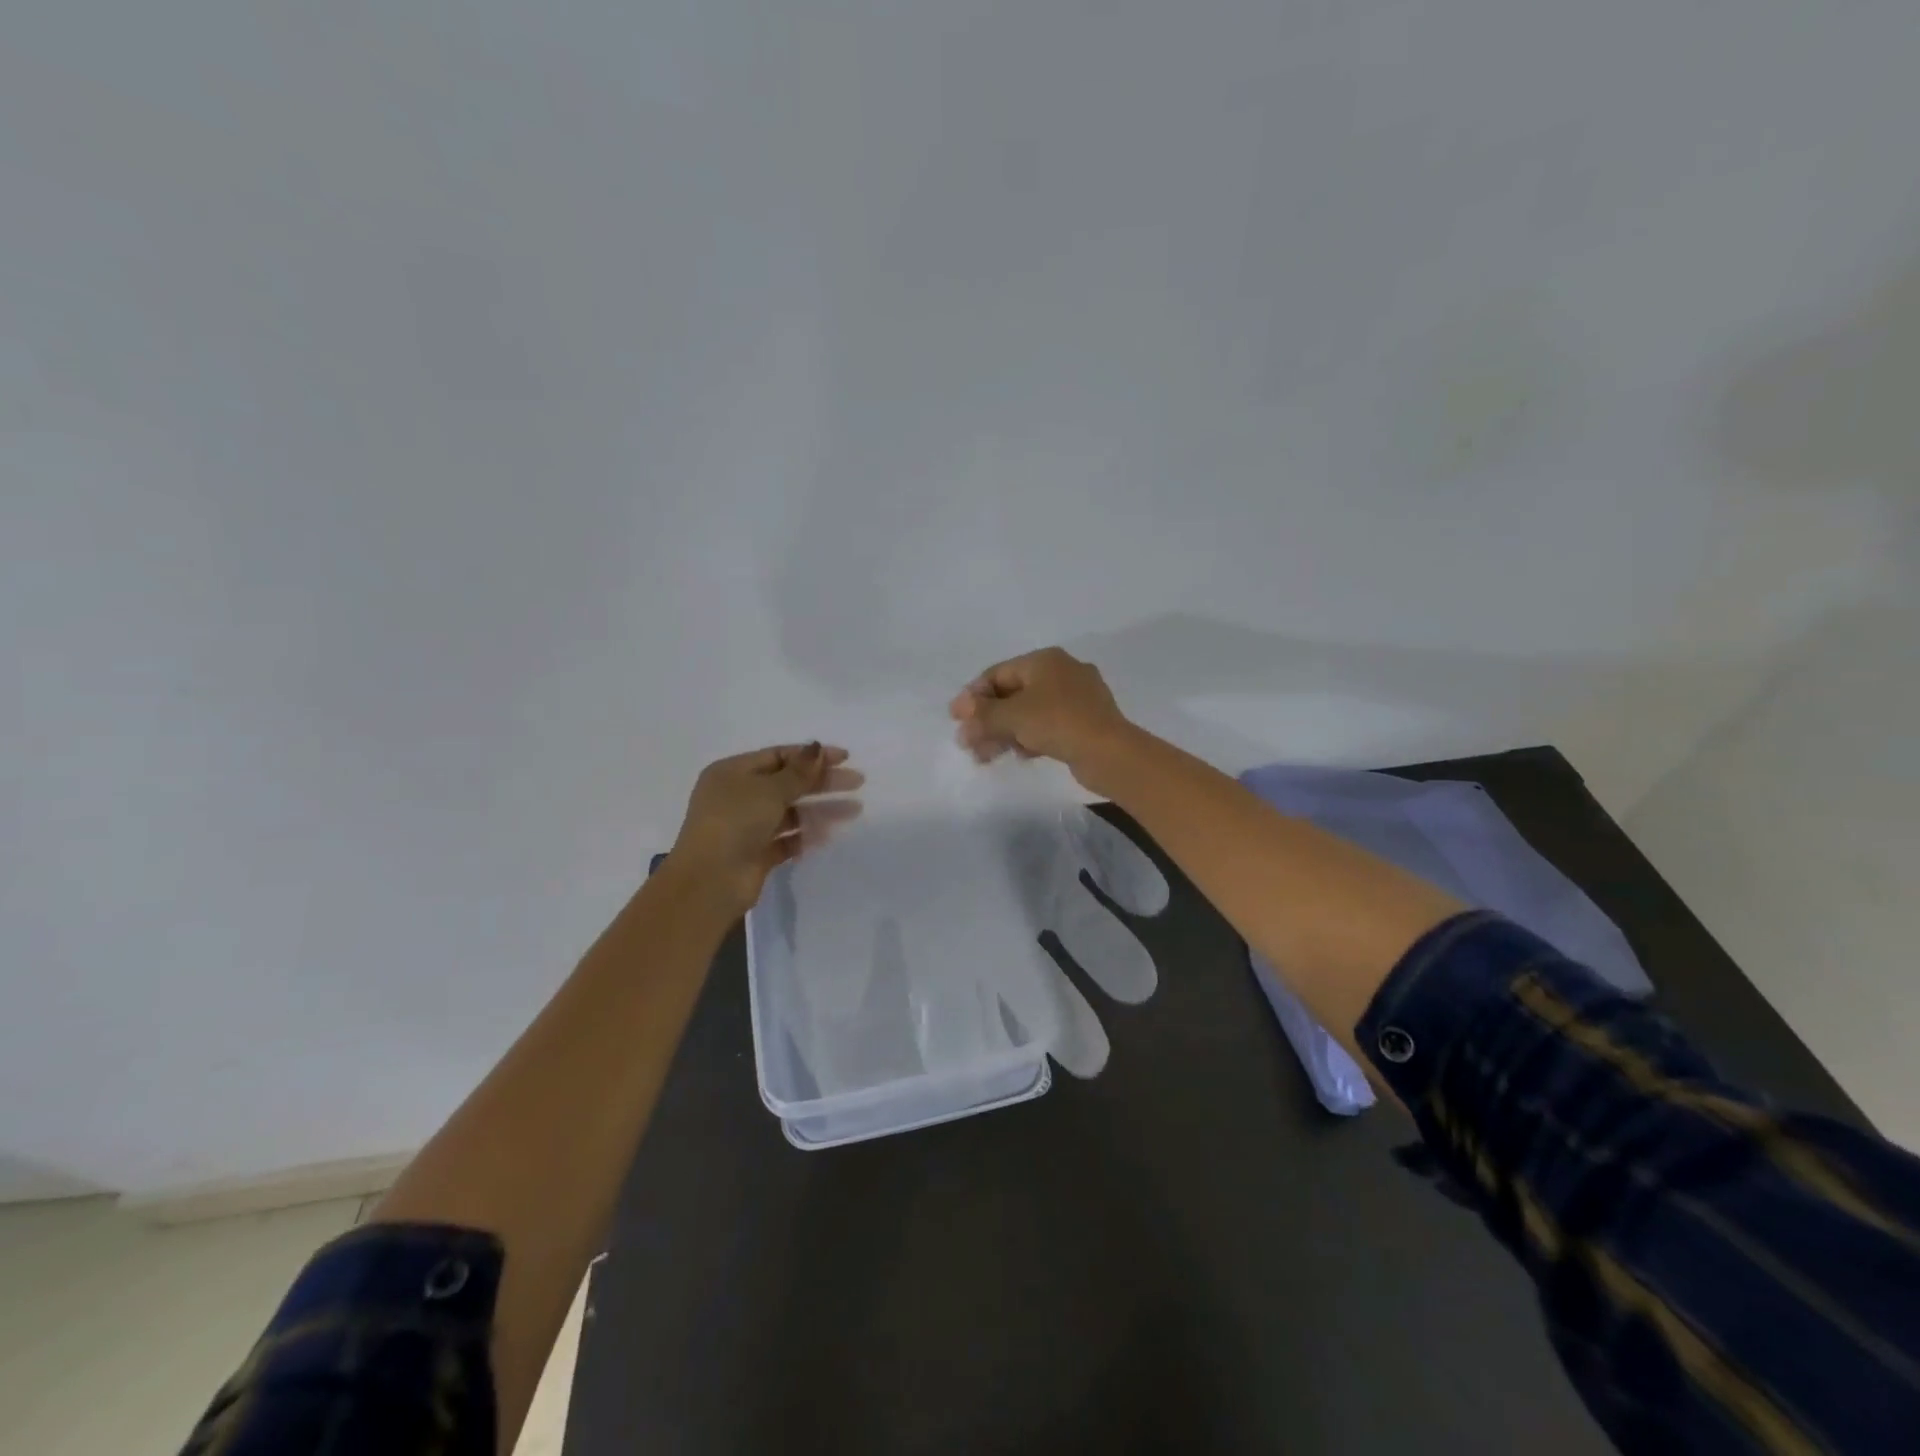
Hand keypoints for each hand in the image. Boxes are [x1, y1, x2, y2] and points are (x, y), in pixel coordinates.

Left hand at [666, 743, 863, 915]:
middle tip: (857, 782)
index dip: (811, 756)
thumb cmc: (735, 822)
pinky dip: (806, 835)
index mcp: (733, 772)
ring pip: (791, 812)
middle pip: (788, 783)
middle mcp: (738, 796)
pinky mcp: (757, 854)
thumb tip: (816, 749)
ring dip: (821, 809)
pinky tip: (829, 834)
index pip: (778, 756)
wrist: (710, 881)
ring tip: (855, 810)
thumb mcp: (769, 790)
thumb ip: (798, 771)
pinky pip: (787, 839)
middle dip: (822, 782)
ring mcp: (747, 826)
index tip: (844, 758)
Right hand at [949, 647, 1132, 789]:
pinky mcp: (1086, 721)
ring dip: (1004, 732)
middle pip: (1013, 694)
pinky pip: (1047, 725)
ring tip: (985, 757)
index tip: (955, 719)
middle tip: (968, 743)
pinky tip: (1018, 756)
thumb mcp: (1013, 716)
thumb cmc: (1057, 723)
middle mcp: (1062, 672)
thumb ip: (983, 713)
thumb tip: (961, 710)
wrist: (1109, 752)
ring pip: (1029, 712)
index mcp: (1044, 660)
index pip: (998, 673)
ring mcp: (1077, 697)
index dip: (973, 696)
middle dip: (987, 719)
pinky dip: (1028, 737)